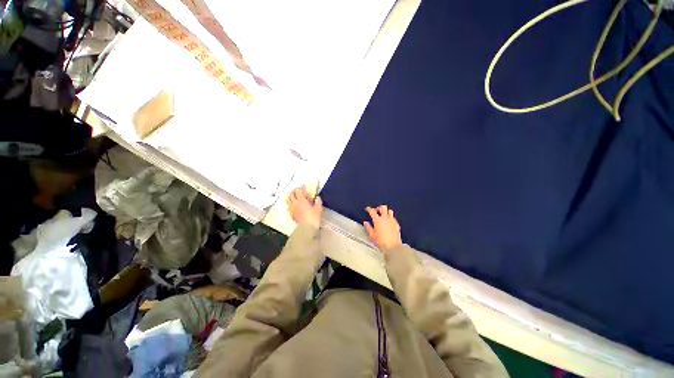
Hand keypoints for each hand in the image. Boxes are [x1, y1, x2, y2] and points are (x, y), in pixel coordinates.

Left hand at [286, 186, 322, 227]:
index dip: (301, 188)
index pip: (298, 191)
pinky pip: (288, 207)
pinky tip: (293, 205)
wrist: (306, 228)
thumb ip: (318, 201)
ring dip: (290, 197)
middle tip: (297, 190)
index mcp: (301, 200)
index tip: (304, 187)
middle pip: (291, 194)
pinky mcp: (291, 214)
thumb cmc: (313, 217)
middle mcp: (295, 203)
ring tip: (293, 196)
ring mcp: (292, 209)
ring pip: (288, 200)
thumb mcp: (319, 208)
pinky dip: (290, 204)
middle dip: (294, 191)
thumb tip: (317, 198)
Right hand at [364, 205, 401, 251]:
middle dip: (378, 208)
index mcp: (378, 220)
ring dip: (386, 211)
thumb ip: (368, 227)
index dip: (369, 209)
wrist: (393, 246)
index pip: (372, 211)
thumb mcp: (372, 235)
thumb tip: (365, 222)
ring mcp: (392, 220)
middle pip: (383, 207)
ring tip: (383, 215)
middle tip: (376, 211)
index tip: (367, 209)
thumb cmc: (381, 241)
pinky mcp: (396, 224)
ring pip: (389, 210)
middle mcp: (385, 218)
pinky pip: (393, 217)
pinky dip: (390, 217)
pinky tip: (388, 221)